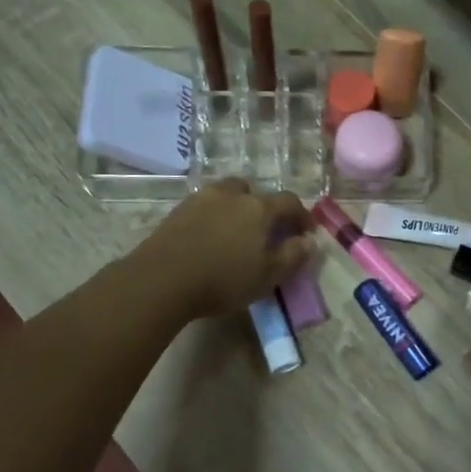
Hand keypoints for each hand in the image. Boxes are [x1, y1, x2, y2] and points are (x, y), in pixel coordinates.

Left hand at [137, 180, 314, 320]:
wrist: (161, 280)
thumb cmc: (223, 279)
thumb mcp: (268, 275)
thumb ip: (293, 256)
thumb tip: (309, 241)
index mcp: (259, 208)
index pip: (289, 202)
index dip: (301, 216)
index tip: (305, 234)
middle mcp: (231, 195)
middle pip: (253, 191)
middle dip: (264, 207)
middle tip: (265, 231)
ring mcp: (201, 200)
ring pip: (226, 195)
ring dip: (236, 208)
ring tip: (235, 233)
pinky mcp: (177, 212)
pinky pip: (204, 207)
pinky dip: (213, 217)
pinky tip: (210, 238)